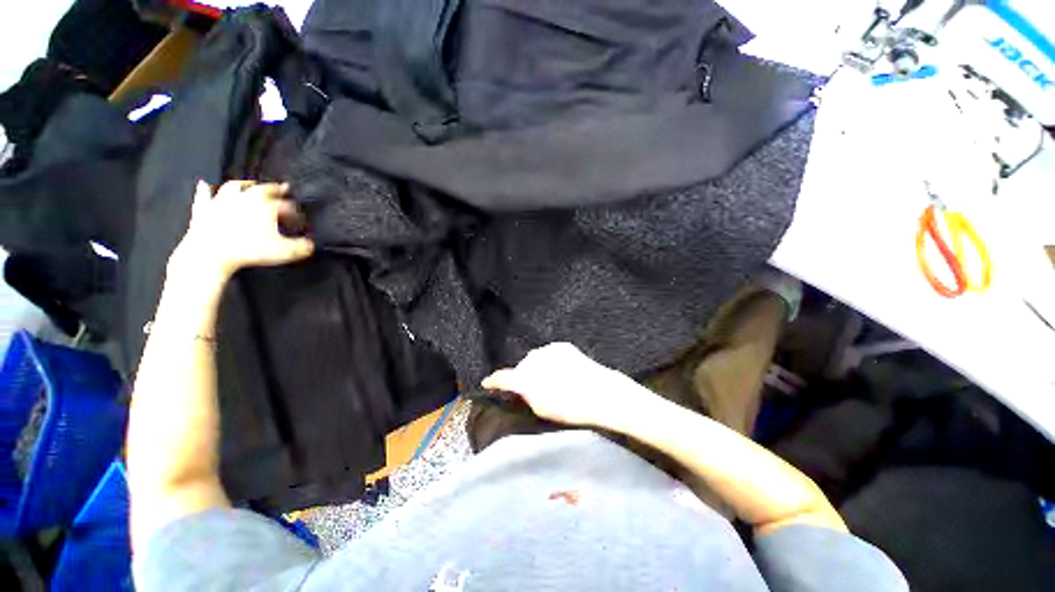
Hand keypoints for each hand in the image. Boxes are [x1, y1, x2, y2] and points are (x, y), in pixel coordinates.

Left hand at [169, 180, 314, 281]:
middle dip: (274, 189)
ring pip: (234, 188)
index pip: (286, 206)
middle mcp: (245, 199)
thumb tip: (312, 245)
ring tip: (248, 184)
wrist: (211, 252)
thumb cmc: (249, 250)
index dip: (295, 213)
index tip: (299, 220)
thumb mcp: (283, 252)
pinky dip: (204, 190)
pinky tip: (203, 184)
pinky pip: (204, 197)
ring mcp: (222, 202)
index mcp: (266, 206)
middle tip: (282, 188)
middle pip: (262, 190)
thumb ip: (301, 247)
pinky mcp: (204, 210)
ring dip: (243, 185)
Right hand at [481, 343, 650, 427]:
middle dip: (524, 375)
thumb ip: (525, 396)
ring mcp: (548, 350)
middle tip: (534, 388)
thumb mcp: (542, 409)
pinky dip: (550, 360)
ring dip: (538, 366)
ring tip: (551, 378)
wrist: (600, 392)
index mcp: (525, 377)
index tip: (486, 382)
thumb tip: (519, 388)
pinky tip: (561, 370)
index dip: (493, 381)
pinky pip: (549, 353)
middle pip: (522, 366)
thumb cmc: (569, 407)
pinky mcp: (561, 346)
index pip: (502, 378)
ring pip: (535, 358)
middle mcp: (533, 359)